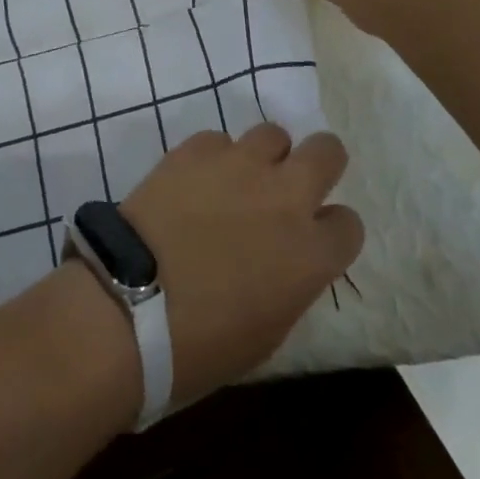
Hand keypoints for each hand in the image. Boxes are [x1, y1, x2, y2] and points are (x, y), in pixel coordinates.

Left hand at [119, 124, 362, 407]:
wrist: (130, 306)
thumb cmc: (201, 344)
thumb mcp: (267, 332)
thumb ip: (291, 282)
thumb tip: (286, 261)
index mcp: (310, 253)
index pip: (349, 224)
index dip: (332, 232)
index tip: (314, 241)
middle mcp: (285, 196)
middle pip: (327, 151)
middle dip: (318, 164)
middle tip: (293, 185)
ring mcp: (240, 164)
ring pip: (273, 134)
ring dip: (265, 157)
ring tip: (240, 181)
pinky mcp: (197, 148)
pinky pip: (219, 140)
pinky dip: (214, 159)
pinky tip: (195, 183)